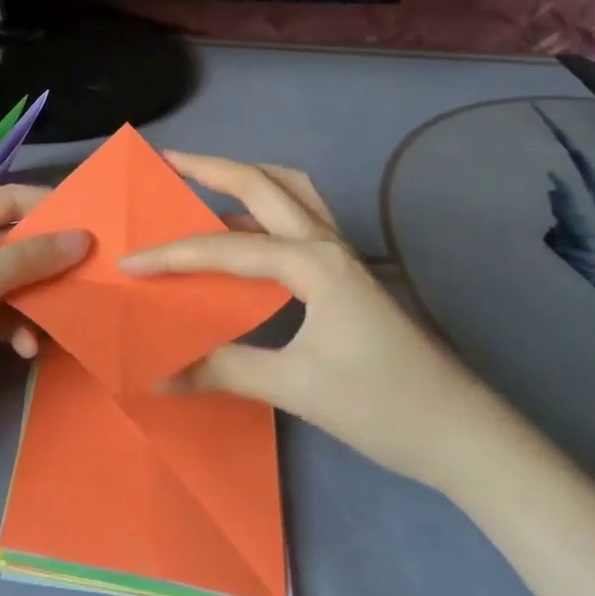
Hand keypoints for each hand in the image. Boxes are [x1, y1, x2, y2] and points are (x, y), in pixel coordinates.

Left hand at [0, 185, 90, 426]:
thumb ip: (29, 259)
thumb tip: (82, 237)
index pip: (11, 200)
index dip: (52, 209)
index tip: (96, 226)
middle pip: (12, 243)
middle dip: (48, 262)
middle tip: (93, 279)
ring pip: (7, 282)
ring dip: (33, 301)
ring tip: (62, 322)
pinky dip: (11, 326)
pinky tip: (26, 349)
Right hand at [120, 152, 495, 489]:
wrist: (466, 435)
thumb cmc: (383, 407)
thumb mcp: (297, 388)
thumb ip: (224, 370)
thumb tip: (159, 373)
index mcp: (312, 261)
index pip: (224, 249)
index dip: (171, 255)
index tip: (128, 264)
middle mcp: (326, 242)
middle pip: (260, 183)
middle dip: (209, 167)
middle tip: (165, 160)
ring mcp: (341, 253)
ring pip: (289, 189)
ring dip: (245, 178)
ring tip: (204, 182)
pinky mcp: (348, 272)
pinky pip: (299, 218)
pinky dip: (263, 210)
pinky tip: (243, 238)